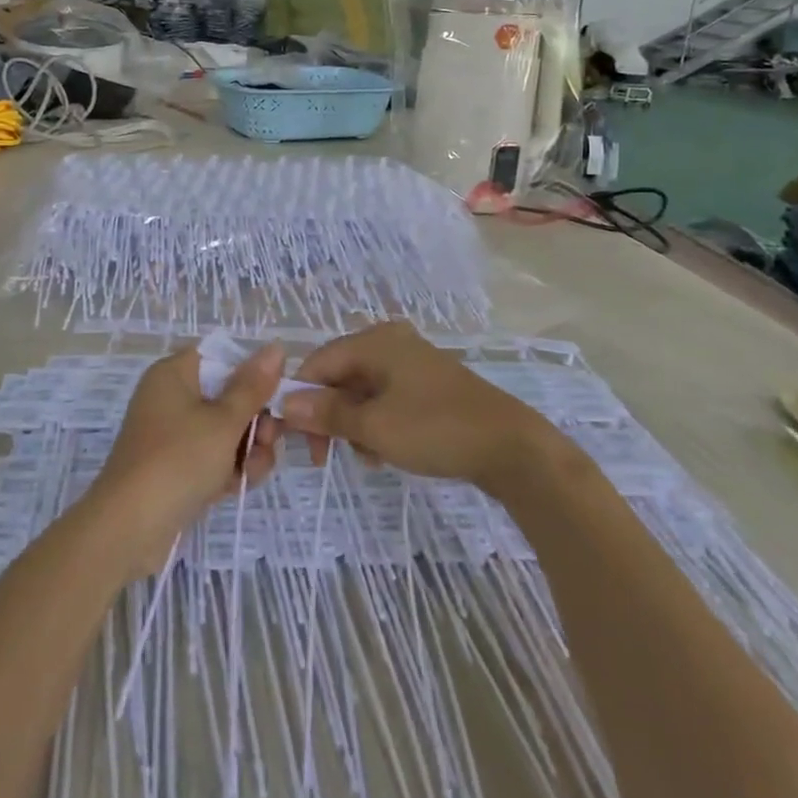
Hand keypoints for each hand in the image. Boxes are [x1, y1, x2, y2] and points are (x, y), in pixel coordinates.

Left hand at [90, 344, 283, 562]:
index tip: (275, 398)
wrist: (129, 529)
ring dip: (247, 450)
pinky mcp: (176, 467)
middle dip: (255, 421)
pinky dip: (228, 469)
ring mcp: (173, 435)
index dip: (252, 374)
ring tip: (251, 472)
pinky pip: (212, 457)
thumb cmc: (178, 460)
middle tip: (268, 441)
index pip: (222, 357)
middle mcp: (171, 397)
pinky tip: (239, 486)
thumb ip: (253, 386)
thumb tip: (276, 346)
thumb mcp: (223, 421)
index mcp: (175, 373)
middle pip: (228, 396)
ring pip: (225, 431)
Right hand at [280, 322, 573, 489]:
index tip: (295, 438)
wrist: (511, 447)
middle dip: (330, 415)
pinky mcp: (428, 386)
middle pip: (340, 376)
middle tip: (324, 456)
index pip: (319, 362)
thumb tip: (285, 404)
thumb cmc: (436, 429)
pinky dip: (377, 424)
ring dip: (354, 425)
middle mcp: (391, 343)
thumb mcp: (374, 426)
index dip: (301, 397)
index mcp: (375, 341)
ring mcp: (412, 363)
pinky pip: (386, 400)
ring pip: (362, 392)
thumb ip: (327, 413)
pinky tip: (383, 453)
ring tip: (365, 457)